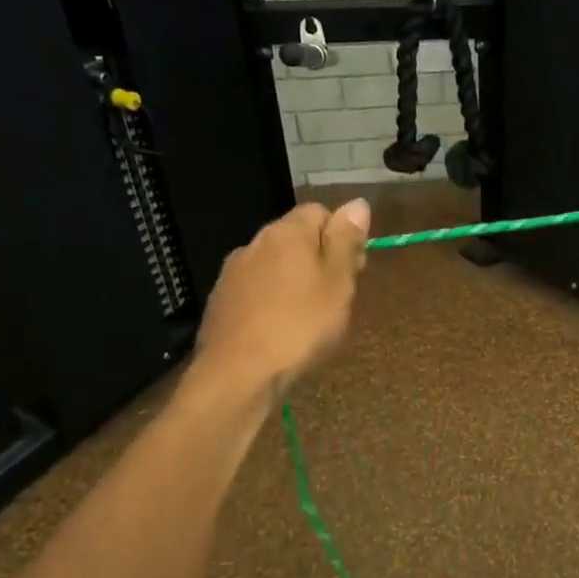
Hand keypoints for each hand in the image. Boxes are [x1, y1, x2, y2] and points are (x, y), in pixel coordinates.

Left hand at [187, 199, 370, 399]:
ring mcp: (233, 272)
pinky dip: (273, 300)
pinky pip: (257, 289)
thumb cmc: (300, 326)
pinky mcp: (221, 300)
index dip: (342, 236)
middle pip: (296, 238)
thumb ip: (347, 241)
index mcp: (287, 232)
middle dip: (319, 259)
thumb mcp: (338, 284)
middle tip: (337, 298)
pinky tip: (280, 329)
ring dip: (295, 281)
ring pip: (275, 265)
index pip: (320, 211)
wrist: (237, 374)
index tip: (354, 270)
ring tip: (310, 318)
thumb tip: (358, 203)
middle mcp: (255, 242)